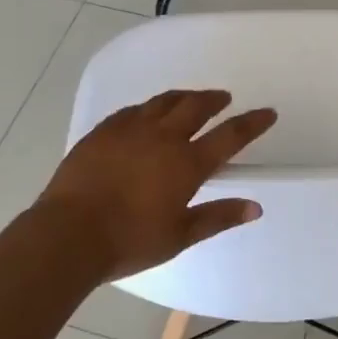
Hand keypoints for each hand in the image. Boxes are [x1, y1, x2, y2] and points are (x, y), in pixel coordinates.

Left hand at [39, 89, 276, 280]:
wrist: (69, 233)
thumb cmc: (129, 241)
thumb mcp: (180, 235)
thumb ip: (218, 217)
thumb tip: (255, 207)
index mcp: (187, 163)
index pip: (230, 136)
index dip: (252, 123)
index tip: (268, 113)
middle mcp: (163, 138)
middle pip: (196, 106)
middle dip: (214, 100)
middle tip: (224, 98)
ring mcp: (130, 130)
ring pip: (164, 102)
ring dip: (183, 97)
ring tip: (191, 99)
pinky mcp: (103, 131)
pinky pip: (133, 110)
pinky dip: (149, 108)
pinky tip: (147, 114)